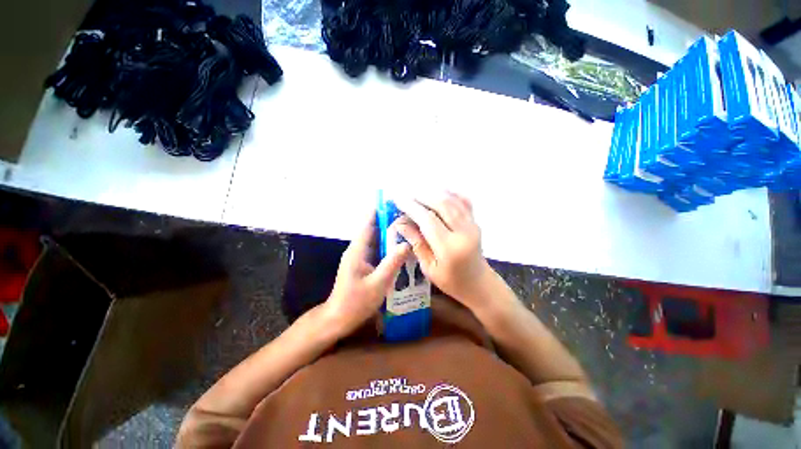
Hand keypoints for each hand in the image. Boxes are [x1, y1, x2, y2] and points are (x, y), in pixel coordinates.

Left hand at [323, 212, 410, 336]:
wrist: (339, 318)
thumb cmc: (356, 302)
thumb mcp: (378, 284)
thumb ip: (392, 263)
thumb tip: (406, 244)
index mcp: (357, 250)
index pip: (368, 224)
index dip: (378, 211)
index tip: (391, 201)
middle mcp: (357, 250)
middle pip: (373, 229)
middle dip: (388, 221)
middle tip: (407, 214)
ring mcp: (359, 257)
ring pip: (376, 240)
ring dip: (389, 233)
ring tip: (407, 226)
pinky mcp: (363, 264)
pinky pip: (377, 250)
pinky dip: (387, 245)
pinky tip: (400, 246)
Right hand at [395, 192, 490, 311]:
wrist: (478, 283)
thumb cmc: (451, 281)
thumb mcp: (428, 267)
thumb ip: (416, 243)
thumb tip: (400, 223)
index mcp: (450, 248)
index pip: (428, 220)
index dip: (411, 207)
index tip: (397, 200)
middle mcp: (464, 232)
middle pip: (441, 204)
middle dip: (421, 196)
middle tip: (405, 195)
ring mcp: (472, 224)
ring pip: (452, 199)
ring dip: (433, 192)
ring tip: (417, 193)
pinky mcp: (475, 221)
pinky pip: (463, 200)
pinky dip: (450, 193)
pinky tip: (438, 192)